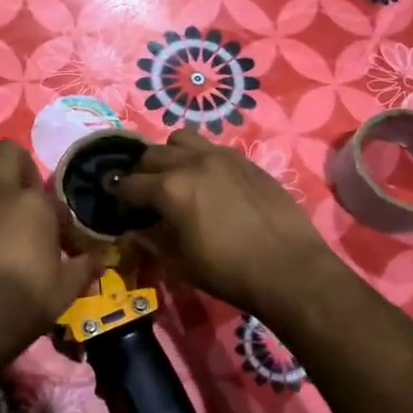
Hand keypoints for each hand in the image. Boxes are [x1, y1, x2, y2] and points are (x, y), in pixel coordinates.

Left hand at [0, 137, 96, 372]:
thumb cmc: (19, 309)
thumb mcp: (64, 291)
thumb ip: (83, 267)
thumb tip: (99, 259)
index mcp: (33, 204)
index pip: (44, 185)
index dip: (47, 204)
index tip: (48, 227)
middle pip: (5, 149)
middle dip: (12, 163)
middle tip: (15, 192)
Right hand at [115, 130, 344, 323]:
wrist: (290, 269)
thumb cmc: (229, 272)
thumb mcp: (180, 263)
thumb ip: (151, 240)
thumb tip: (134, 231)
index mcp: (170, 188)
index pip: (130, 185)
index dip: (122, 201)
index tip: (125, 215)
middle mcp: (192, 162)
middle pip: (151, 155)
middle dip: (142, 175)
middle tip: (147, 198)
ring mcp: (222, 156)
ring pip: (181, 139)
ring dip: (170, 157)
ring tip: (177, 179)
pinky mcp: (245, 160)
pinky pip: (211, 148)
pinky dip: (200, 159)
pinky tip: (210, 184)